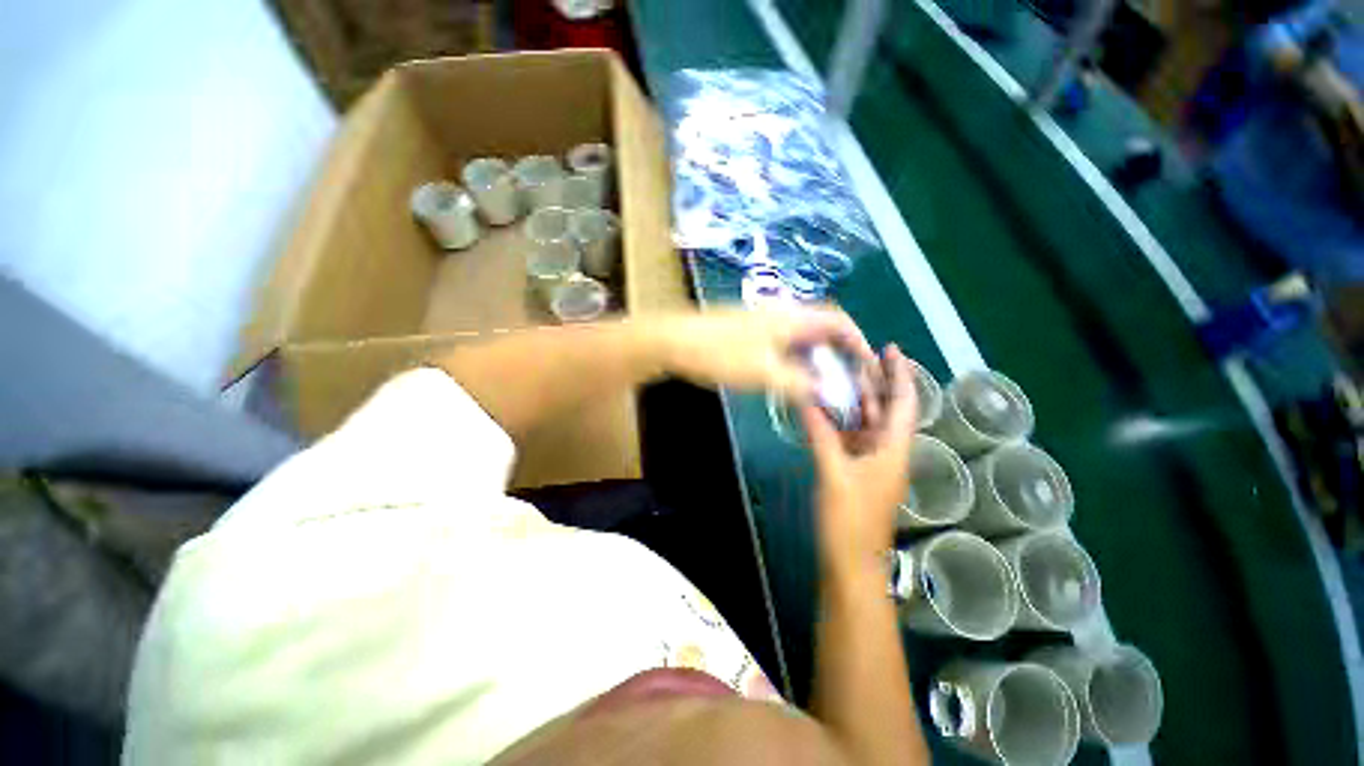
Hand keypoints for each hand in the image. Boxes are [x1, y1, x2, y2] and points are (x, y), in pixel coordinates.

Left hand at [656, 307, 874, 401]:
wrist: (675, 341)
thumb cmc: (720, 353)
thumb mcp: (764, 373)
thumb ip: (801, 385)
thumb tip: (832, 395)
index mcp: (792, 318)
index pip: (839, 322)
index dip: (858, 342)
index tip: (866, 367)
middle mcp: (783, 314)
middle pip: (823, 329)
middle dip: (839, 354)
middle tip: (846, 381)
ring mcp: (764, 322)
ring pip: (802, 339)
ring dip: (816, 360)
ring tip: (823, 385)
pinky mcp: (750, 332)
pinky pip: (784, 344)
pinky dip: (795, 360)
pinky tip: (790, 379)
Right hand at [803, 345, 918, 578]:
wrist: (850, 564)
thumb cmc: (849, 520)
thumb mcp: (833, 474)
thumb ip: (821, 435)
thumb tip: (808, 400)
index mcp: (892, 450)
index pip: (903, 404)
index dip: (900, 375)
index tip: (890, 349)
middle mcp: (887, 452)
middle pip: (886, 410)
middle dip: (875, 382)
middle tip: (854, 356)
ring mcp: (871, 463)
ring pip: (867, 423)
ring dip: (856, 401)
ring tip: (837, 376)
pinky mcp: (856, 472)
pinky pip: (852, 438)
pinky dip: (841, 421)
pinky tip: (825, 410)